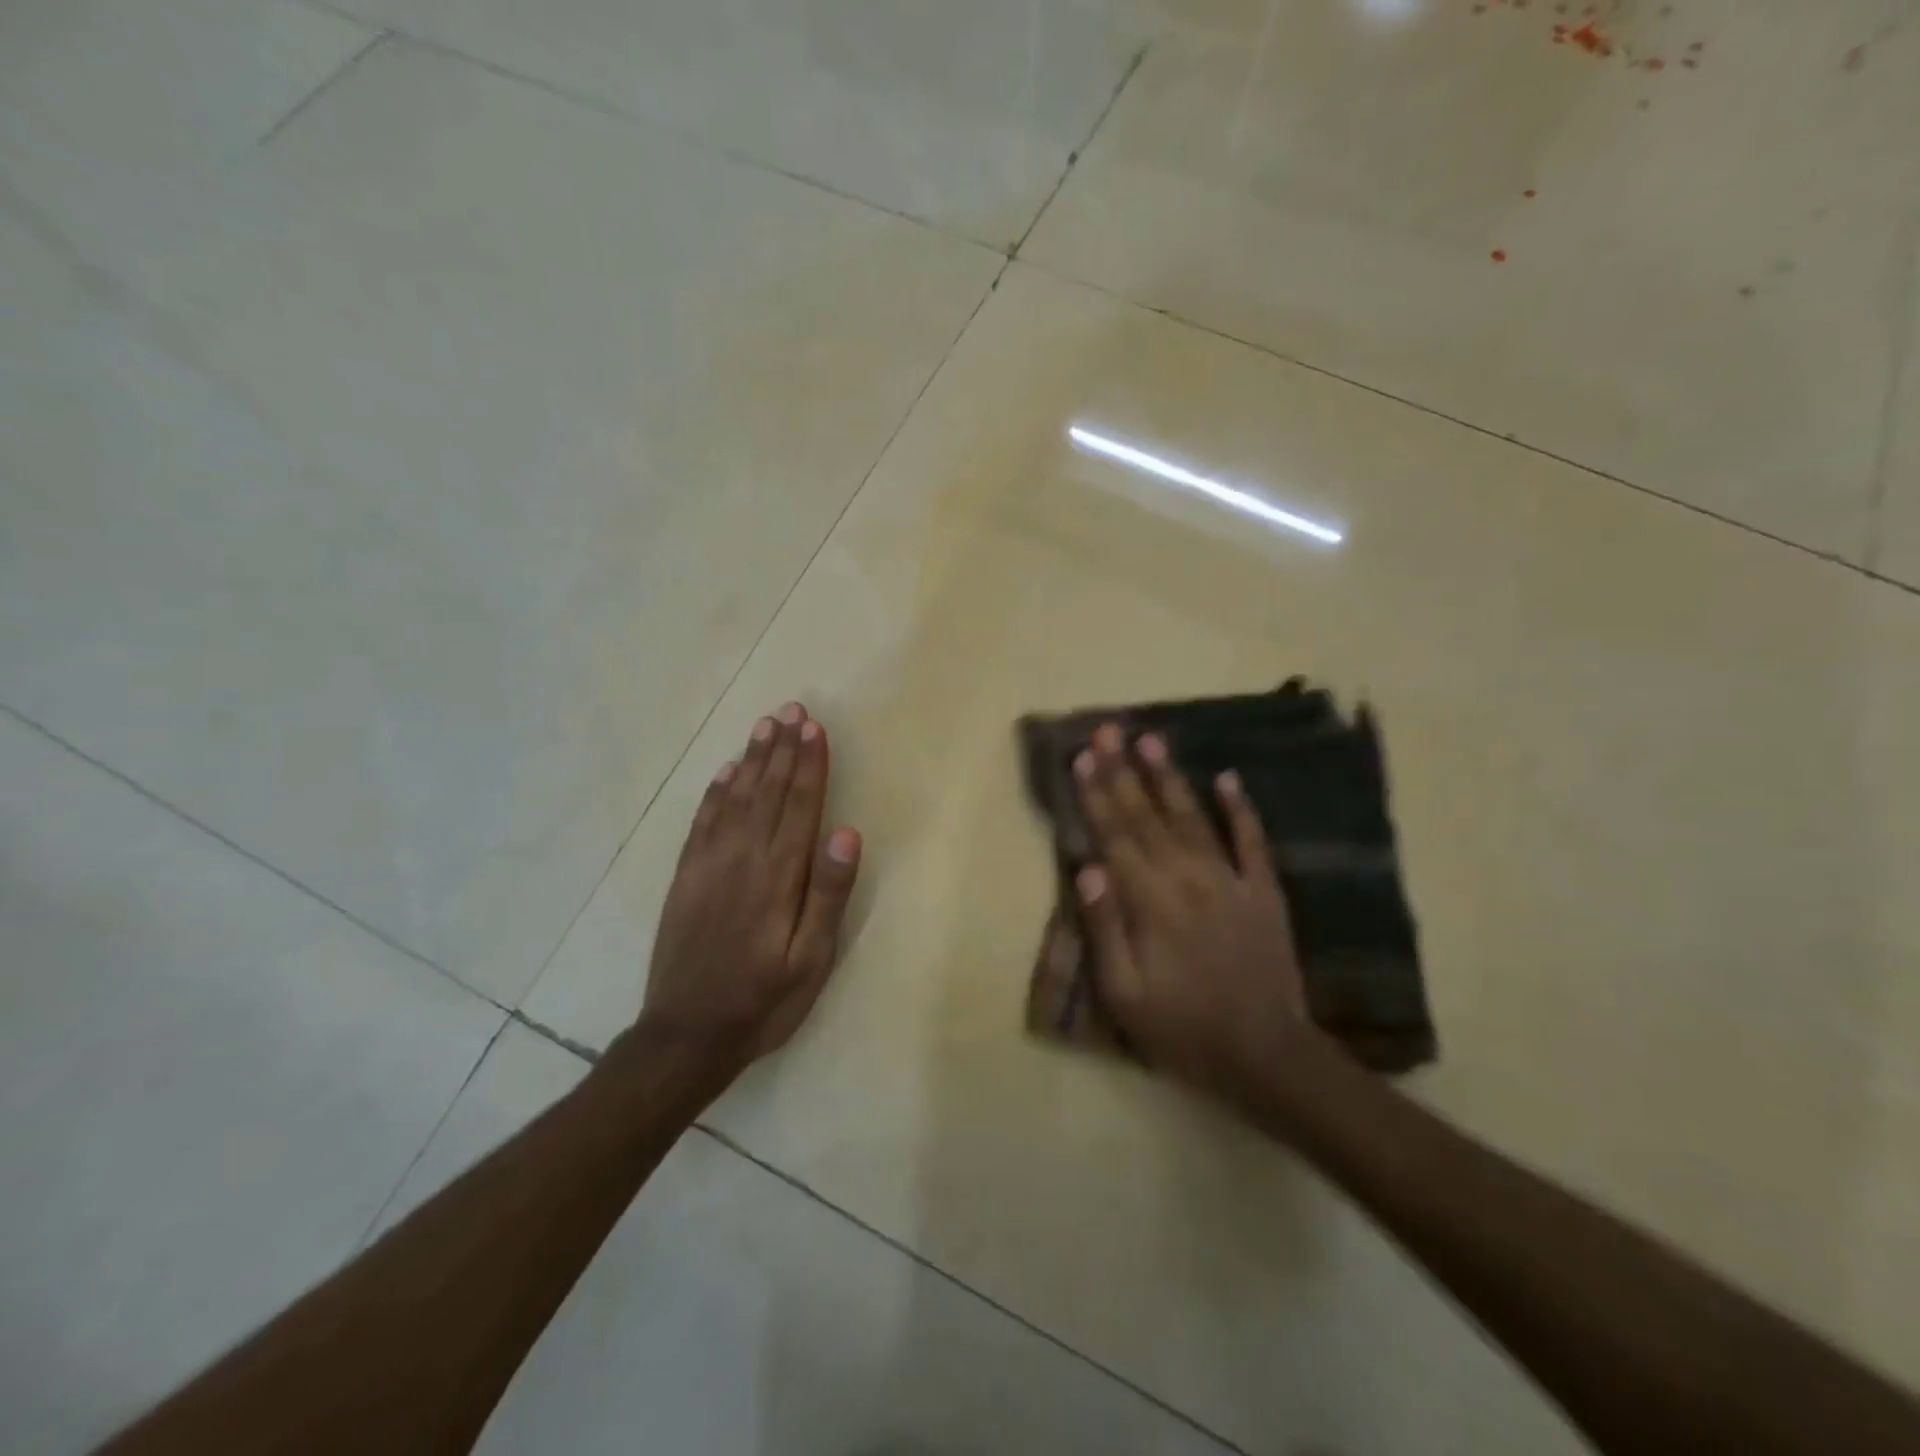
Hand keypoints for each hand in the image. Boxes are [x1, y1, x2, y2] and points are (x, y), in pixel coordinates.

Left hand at [638, 701, 861, 1079]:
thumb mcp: (811, 959)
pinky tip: (726, 772)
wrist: (686, 1034)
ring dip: (752, 759)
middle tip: (792, 709)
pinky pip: (702, 821)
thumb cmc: (763, 999)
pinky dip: (716, 791)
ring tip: (765, 726)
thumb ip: (829, 894)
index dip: (810, 765)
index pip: (800, 806)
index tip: (815, 728)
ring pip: (736, 797)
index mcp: (780, 875)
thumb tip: (847, 833)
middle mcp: (743, 858)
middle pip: (768, 791)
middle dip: (783, 749)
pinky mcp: (685, 877)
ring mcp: (709, 864)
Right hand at [1073, 724, 1316, 1101]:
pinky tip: (1228, 778)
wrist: (1266, 1056)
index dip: (1096, 794)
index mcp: (1150, 901)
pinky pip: (1251, 841)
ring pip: (1193, 816)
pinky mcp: (1264, 892)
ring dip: (1170, 776)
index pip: (1115, 835)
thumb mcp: (1125, 994)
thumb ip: (1105, 928)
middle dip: (1123, 770)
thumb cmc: (1183, 1029)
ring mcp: (1230, 880)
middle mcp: (1187, 877)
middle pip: (1147, 815)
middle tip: (1108, 729)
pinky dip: (1240, 808)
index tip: (1081, 756)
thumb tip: (1087, 868)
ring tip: (1152, 738)